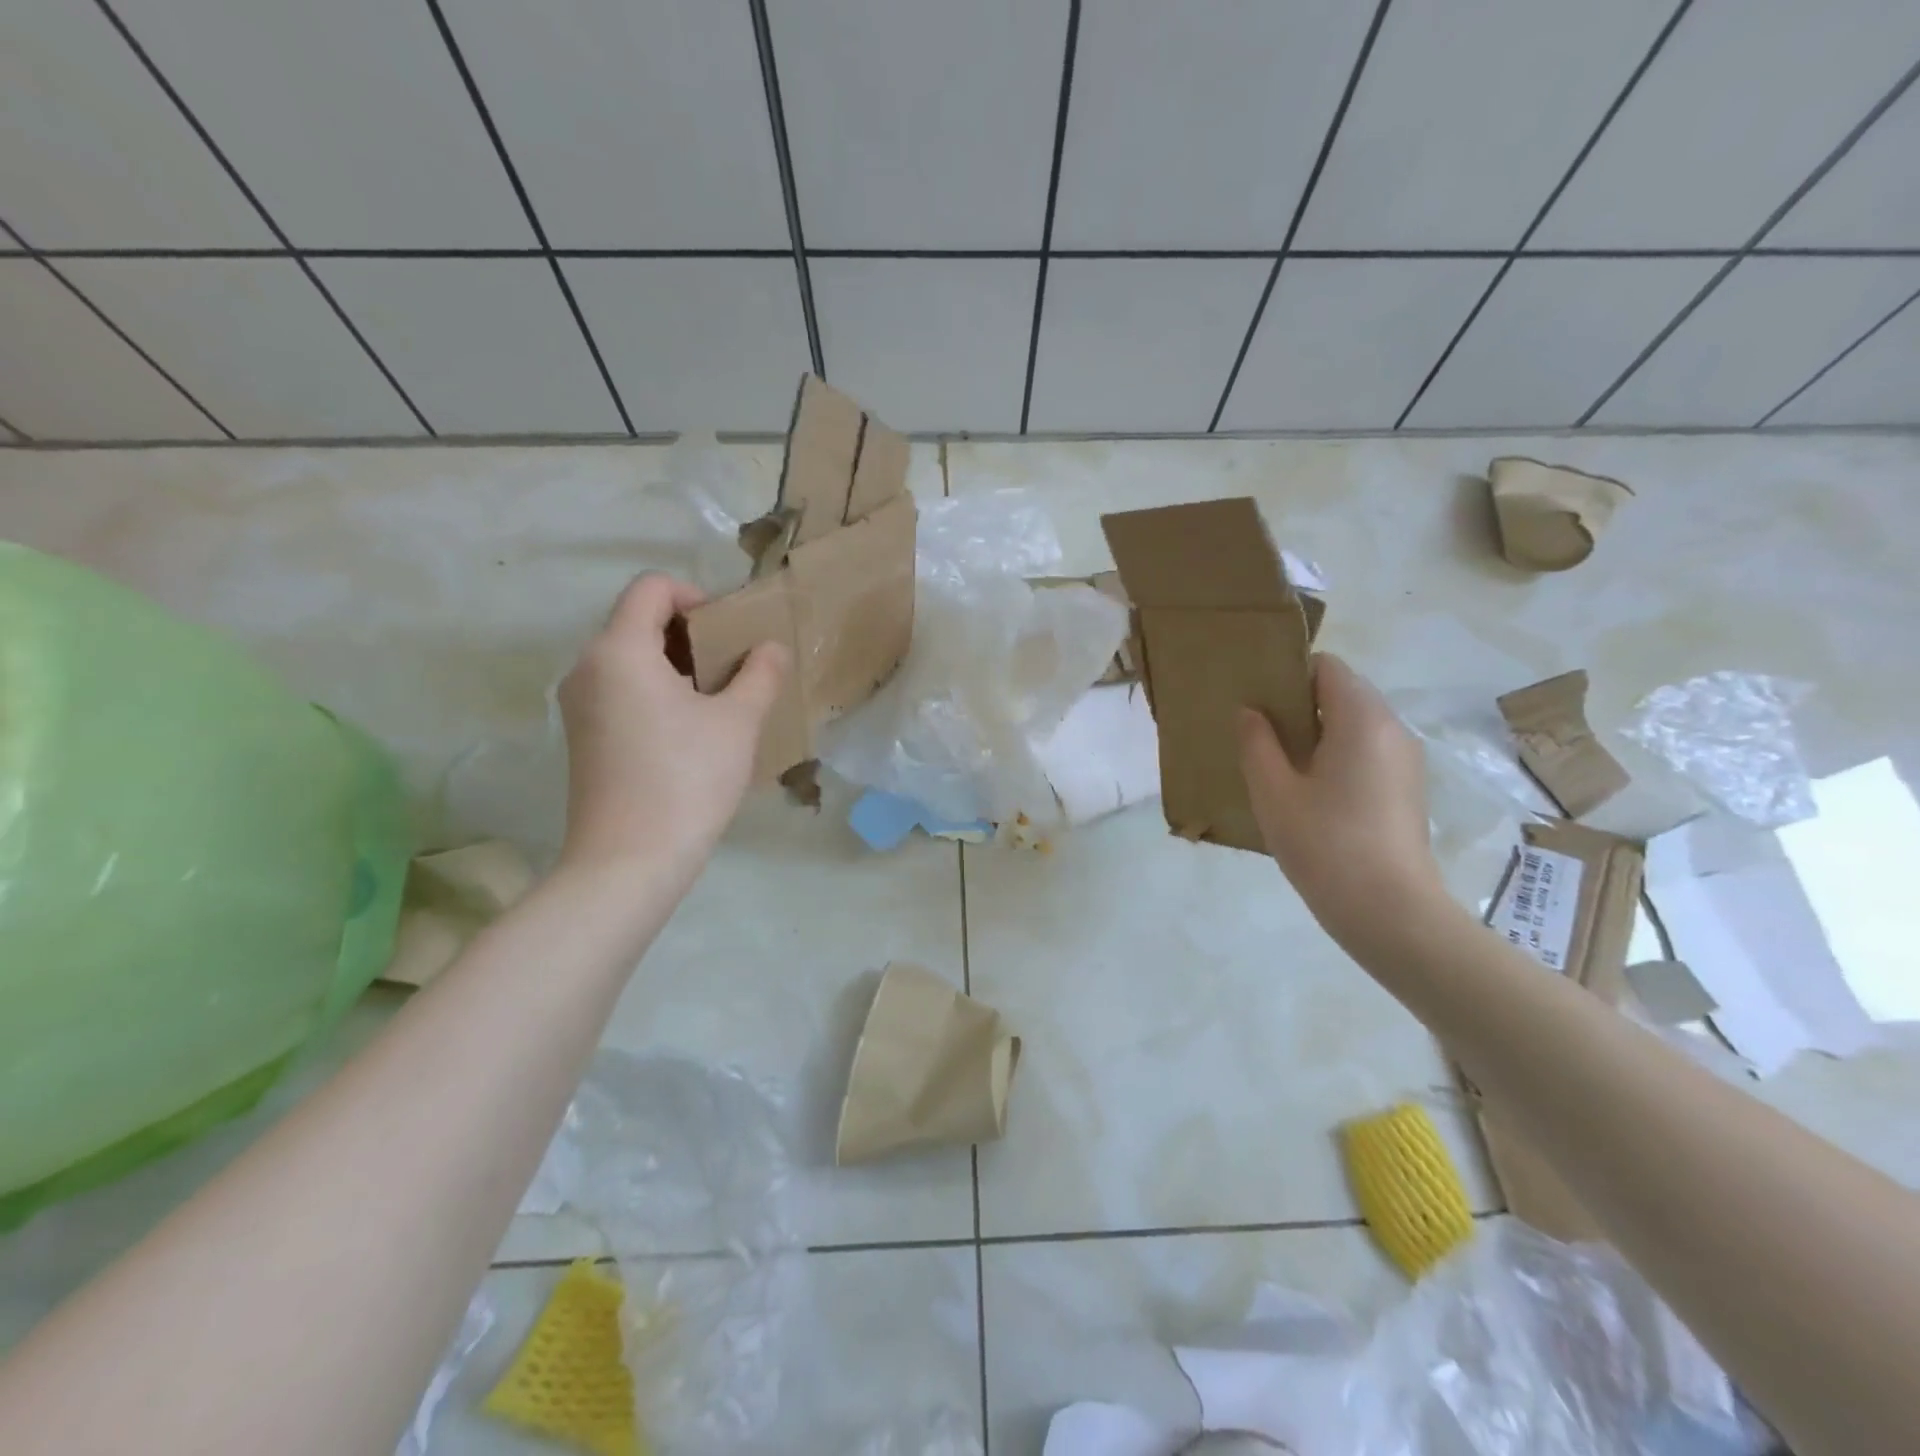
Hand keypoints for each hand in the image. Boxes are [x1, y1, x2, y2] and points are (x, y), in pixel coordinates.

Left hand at [556, 574, 786, 877]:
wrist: (628, 862)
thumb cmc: (687, 779)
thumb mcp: (738, 722)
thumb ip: (760, 674)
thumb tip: (771, 648)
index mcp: (619, 649)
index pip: (652, 588)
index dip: (696, 596)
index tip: (729, 632)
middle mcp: (587, 667)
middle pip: (639, 622)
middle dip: (690, 635)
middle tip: (733, 667)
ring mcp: (579, 705)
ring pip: (631, 660)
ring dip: (677, 667)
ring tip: (719, 701)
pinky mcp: (582, 738)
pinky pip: (621, 692)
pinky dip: (656, 693)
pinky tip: (690, 733)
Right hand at [1237, 654, 1445, 945]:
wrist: (1390, 912)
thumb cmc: (1325, 844)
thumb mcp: (1273, 792)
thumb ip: (1256, 743)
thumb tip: (1249, 711)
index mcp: (1362, 719)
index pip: (1326, 667)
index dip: (1288, 674)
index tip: (1255, 699)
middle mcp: (1392, 728)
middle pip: (1343, 692)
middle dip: (1299, 704)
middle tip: (1257, 732)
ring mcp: (1406, 759)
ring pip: (1355, 724)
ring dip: (1317, 732)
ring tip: (1279, 763)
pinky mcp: (1407, 788)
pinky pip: (1367, 751)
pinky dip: (1337, 754)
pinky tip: (1309, 791)